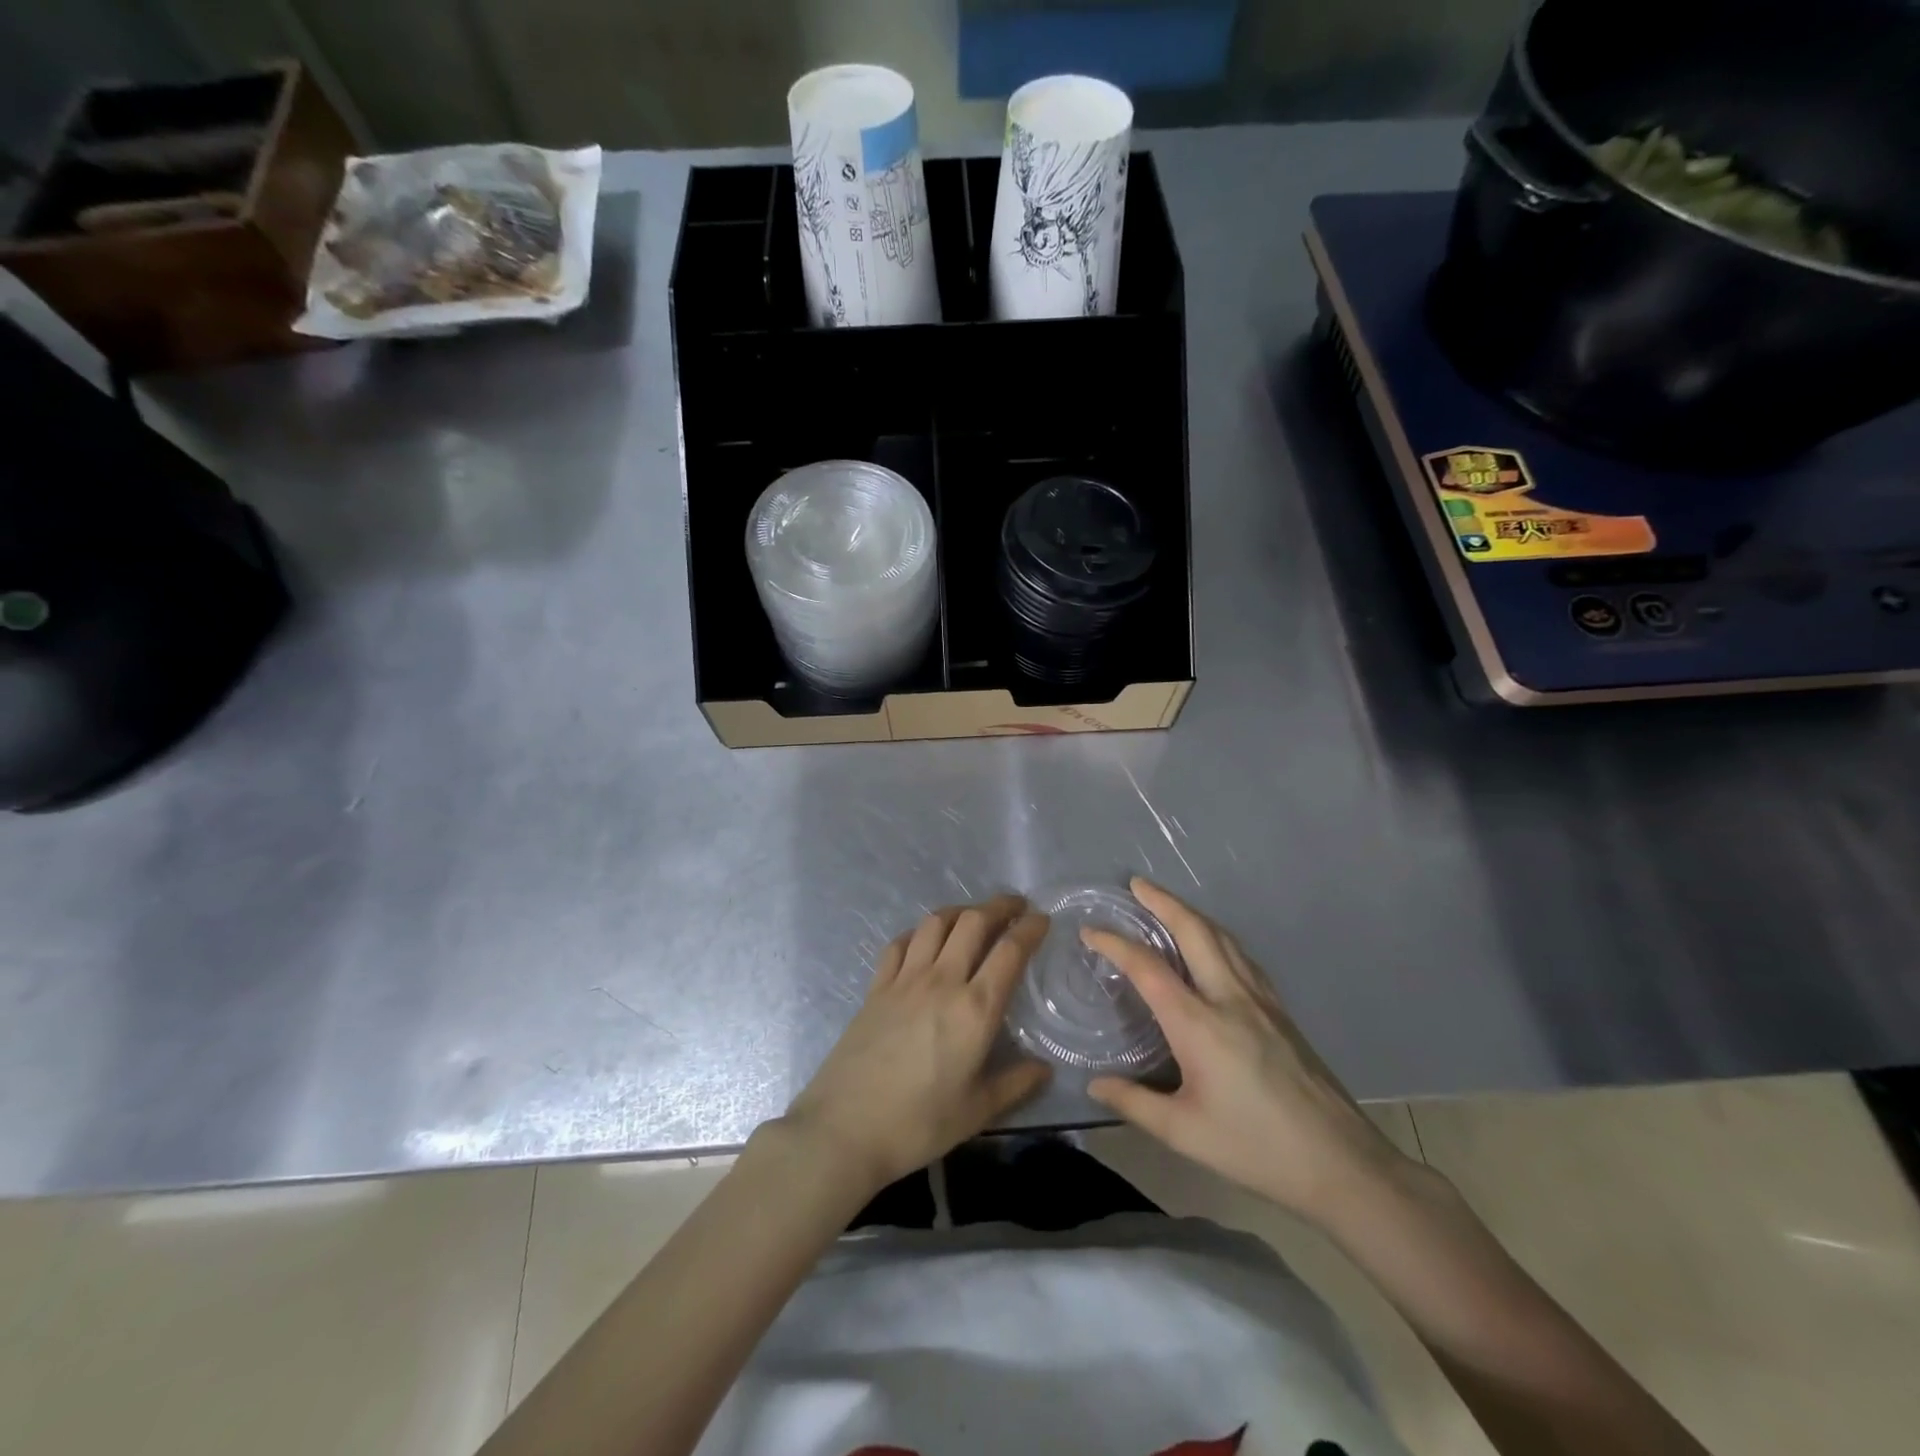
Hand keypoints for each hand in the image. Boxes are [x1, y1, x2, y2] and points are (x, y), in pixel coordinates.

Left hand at [781, 895, 1051, 1197]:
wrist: (845, 1128)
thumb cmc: (919, 1124)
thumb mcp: (977, 1111)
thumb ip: (1016, 1084)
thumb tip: (1044, 1069)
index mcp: (975, 1009)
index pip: (1009, 951)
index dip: (1029, 928)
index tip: (1042, 919)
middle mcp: (942, 981)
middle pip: (973, 922)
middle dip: (999, 906)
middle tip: (1015, 906)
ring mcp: (905, 979)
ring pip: (935, 923)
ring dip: (960, 911)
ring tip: (973, 917)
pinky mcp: (876, 987)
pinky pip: (900, 943)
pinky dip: (918, 933)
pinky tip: (924, 941)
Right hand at [1084, 878, 1416, 1227]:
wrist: (1341, 1162)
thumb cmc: (1255, 1147)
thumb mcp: (1184, 1133)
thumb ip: (1134, 1102)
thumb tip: (1094, 1084)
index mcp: (1199, 1024)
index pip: (1148, 968)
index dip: (1115, 944)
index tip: (1090, 931)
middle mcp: (1229, 998)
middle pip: (1194, 931)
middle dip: (1163, 901)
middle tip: (1136, 884)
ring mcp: (1260, 1000)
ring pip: (1222, 938)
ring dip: (1191, 913)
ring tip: (1168, 905)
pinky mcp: (1280, 1010)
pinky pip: (1241, 956)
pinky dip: (1217, 936)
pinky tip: (1213, 945)